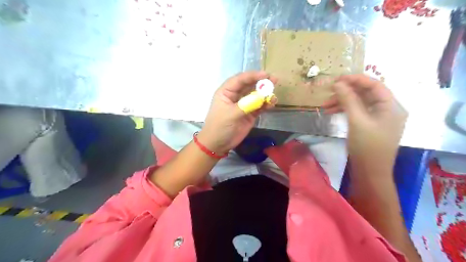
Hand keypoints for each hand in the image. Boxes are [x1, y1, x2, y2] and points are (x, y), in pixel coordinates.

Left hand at [196, 71, 275, 154]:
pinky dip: (266, 104)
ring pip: (256, 96)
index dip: (252, 76)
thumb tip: (262, 96)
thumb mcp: (231, 114)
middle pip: (250, 85)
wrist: (218, 144)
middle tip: (274, 80)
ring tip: (274, 96)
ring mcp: (244, 105)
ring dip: (265, 94)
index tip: (265, 75)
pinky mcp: (250, 114)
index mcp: (226, 92)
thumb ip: (247, 105)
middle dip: (261, 83)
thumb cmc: (219, 126)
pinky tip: (271, 104)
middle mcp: (236, 96)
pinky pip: (259, 106)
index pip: (240, 79)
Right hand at [323, 74, 406, 170]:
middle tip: (329, 92)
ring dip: (343, 102)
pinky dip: (345, 110)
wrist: (370, 172)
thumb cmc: (367, 146)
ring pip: (360, 103)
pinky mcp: (370, 125)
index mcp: (391, 106)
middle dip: (346, 92)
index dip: (356, 79)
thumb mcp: (357, 121)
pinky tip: (332, 112)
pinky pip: (358, 112)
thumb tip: (338, 84)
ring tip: (325, 105)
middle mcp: (387, 109)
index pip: (374, 85)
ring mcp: (379, 118)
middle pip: (366, 93)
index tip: (337, 79)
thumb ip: (348, 100)